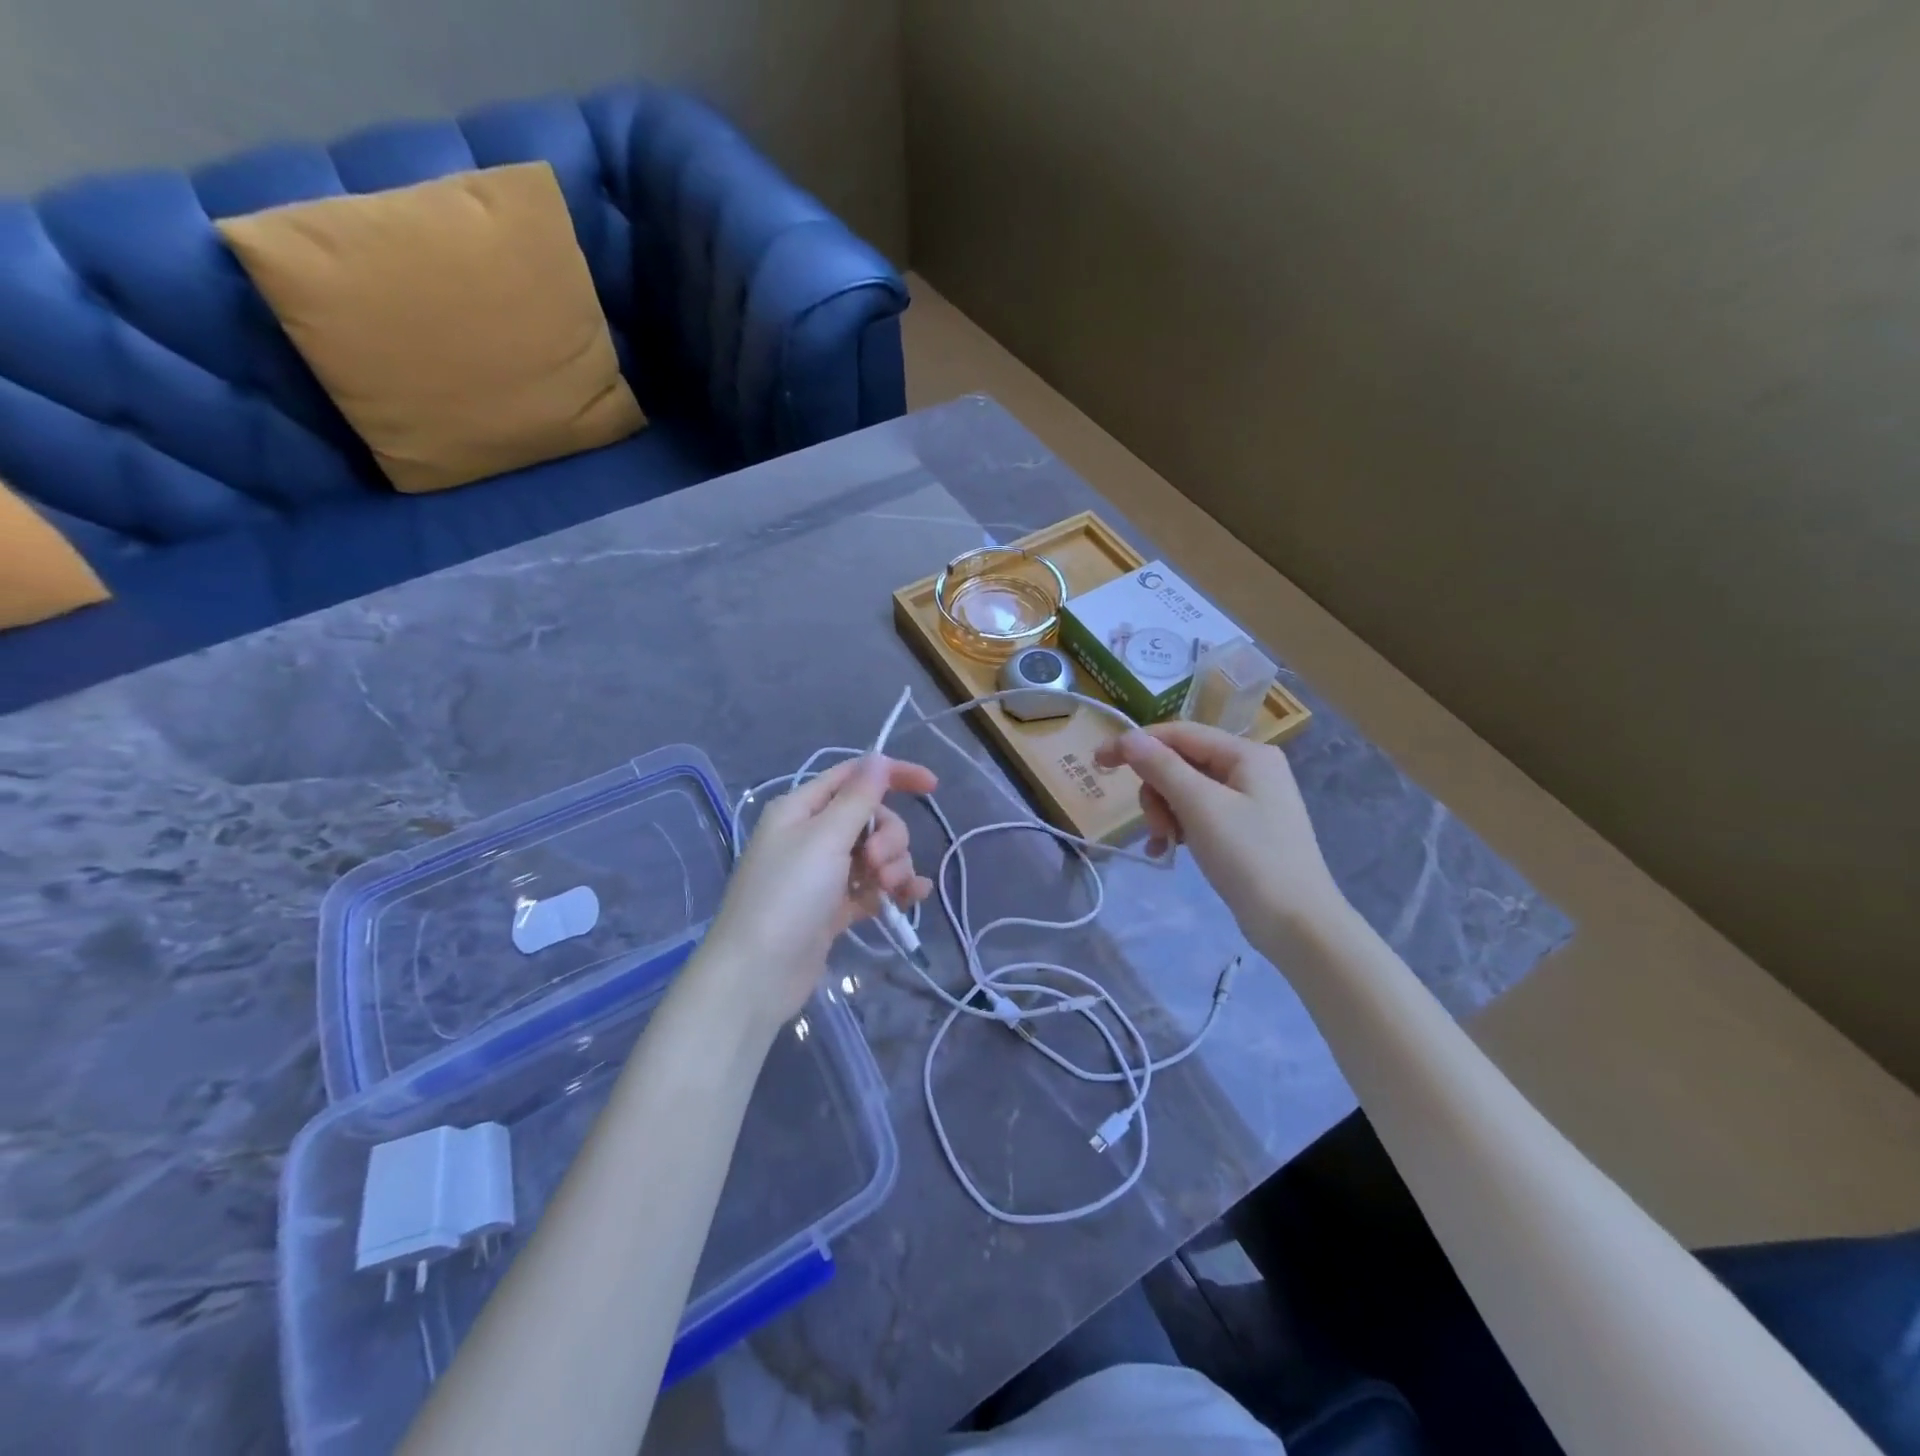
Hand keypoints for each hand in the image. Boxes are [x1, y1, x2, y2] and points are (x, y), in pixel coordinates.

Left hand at [699, 754, 937, 1027]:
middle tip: (877, 865)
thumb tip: (878, 757)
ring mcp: (824, 874)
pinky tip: (913, 898)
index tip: (932, 786)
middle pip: (871, 818)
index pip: (854, 776)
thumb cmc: (787, 896)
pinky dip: (894, 889)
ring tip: (887, 890)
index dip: (893, 775)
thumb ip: (857, 798)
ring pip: (876, 854)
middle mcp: (812, 835)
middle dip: (888, 837)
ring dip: (893, 866)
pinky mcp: (834, 907)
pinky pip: (873, 886)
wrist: (757, 975)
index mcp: (801, 809)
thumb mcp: (825, 839)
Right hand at [1095, 722, 1346, 949]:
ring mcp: (1249, 800)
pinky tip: (1166, 851)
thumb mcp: (1200, 806)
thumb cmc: (1249, 857)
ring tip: (1164, 842)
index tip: (1098, 762)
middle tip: (1155, 824)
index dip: (1136, 744)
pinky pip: (1199, 815)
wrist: (1297, 924)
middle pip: (1181, 763)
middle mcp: (1250, 769)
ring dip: (1165, 813)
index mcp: (1247, 754)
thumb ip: (1161, 767)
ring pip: (1186, 791)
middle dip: (1157, 790)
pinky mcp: (1245, 829)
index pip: (1179, 733)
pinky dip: (1179, 828)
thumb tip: (1127, 737)